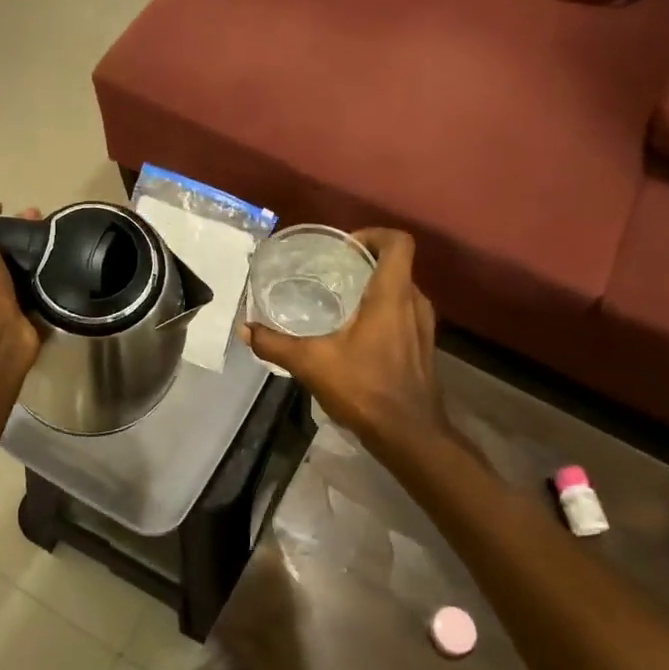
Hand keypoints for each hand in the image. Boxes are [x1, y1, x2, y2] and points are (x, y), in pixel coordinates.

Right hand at [240, 229, 451, 458]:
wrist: (410, 435)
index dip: (373, 234)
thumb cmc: (366, 388)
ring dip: (375, 287)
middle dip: (365, 261)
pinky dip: (383, 310)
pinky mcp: (423, 345)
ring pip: (401, 289)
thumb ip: (276, 344)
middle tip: (332, 270)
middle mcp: (414, 302)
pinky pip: (404, 312)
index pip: (398, 242)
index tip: (344, 246)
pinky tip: (356, 331)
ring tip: (340, 298)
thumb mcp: (312, 364)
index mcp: (392, 294)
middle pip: (397, 264)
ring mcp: (424, 325)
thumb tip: (244, 329)